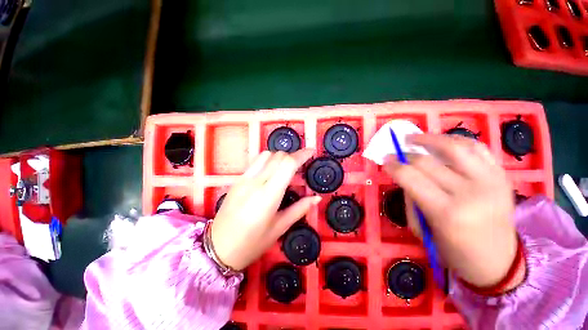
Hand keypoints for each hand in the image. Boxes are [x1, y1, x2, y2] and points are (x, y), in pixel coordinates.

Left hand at [211, 149, 320, 270]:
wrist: (218, 248)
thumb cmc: (252, 243)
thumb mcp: (279, 228)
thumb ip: (299, 209)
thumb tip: (317, 198)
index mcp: (268, 196)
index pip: (287, 165)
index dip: (301, 155)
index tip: (311, 152)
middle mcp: (255, 182)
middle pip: (278, 156)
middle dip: (293, 156)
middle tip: (301, 165)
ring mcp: (244, 179)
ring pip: (266, 155)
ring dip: (280, 157)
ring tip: (286, 167)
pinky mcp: (237, 180)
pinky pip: (256, 161)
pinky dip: (268, 160)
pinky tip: (271, 171)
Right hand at [384, 134, 521, 287]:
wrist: (498, 261)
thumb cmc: (454, 251)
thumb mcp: (423, 229)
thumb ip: (411, 199)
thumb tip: (404, 174)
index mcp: (446, 212)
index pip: (410, 177)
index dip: (393, 165)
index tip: (385, 160)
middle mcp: (470, 193)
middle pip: (427, 162)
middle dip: (405, 154)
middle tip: (396, 152)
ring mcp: (490, 182)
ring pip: (455, 147)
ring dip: (430, 138)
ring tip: (415, 138)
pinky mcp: (502, 176)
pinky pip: (478, 148)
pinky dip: (457, 141)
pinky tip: (443, 141)